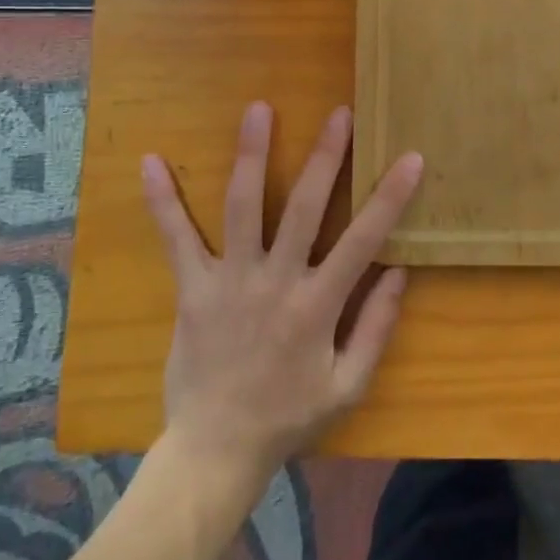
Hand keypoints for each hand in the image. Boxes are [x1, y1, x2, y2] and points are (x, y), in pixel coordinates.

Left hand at [143, 102, 422, 484]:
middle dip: (324, 157)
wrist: (216, 450)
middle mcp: (275, 282)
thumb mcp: (349, 384)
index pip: (363, 239)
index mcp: (318, 305)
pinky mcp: (193, 289)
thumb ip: (377, 327)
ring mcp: (230, 281)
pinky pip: (176, 239)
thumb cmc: (290, 416)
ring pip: (242, 207)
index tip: (410, 157)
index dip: (389, 197)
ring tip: (258, 109)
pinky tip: (150, 162)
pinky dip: (163, 201)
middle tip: (338, 113)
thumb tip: (399, 271)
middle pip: (302, 207)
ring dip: (251, 155)